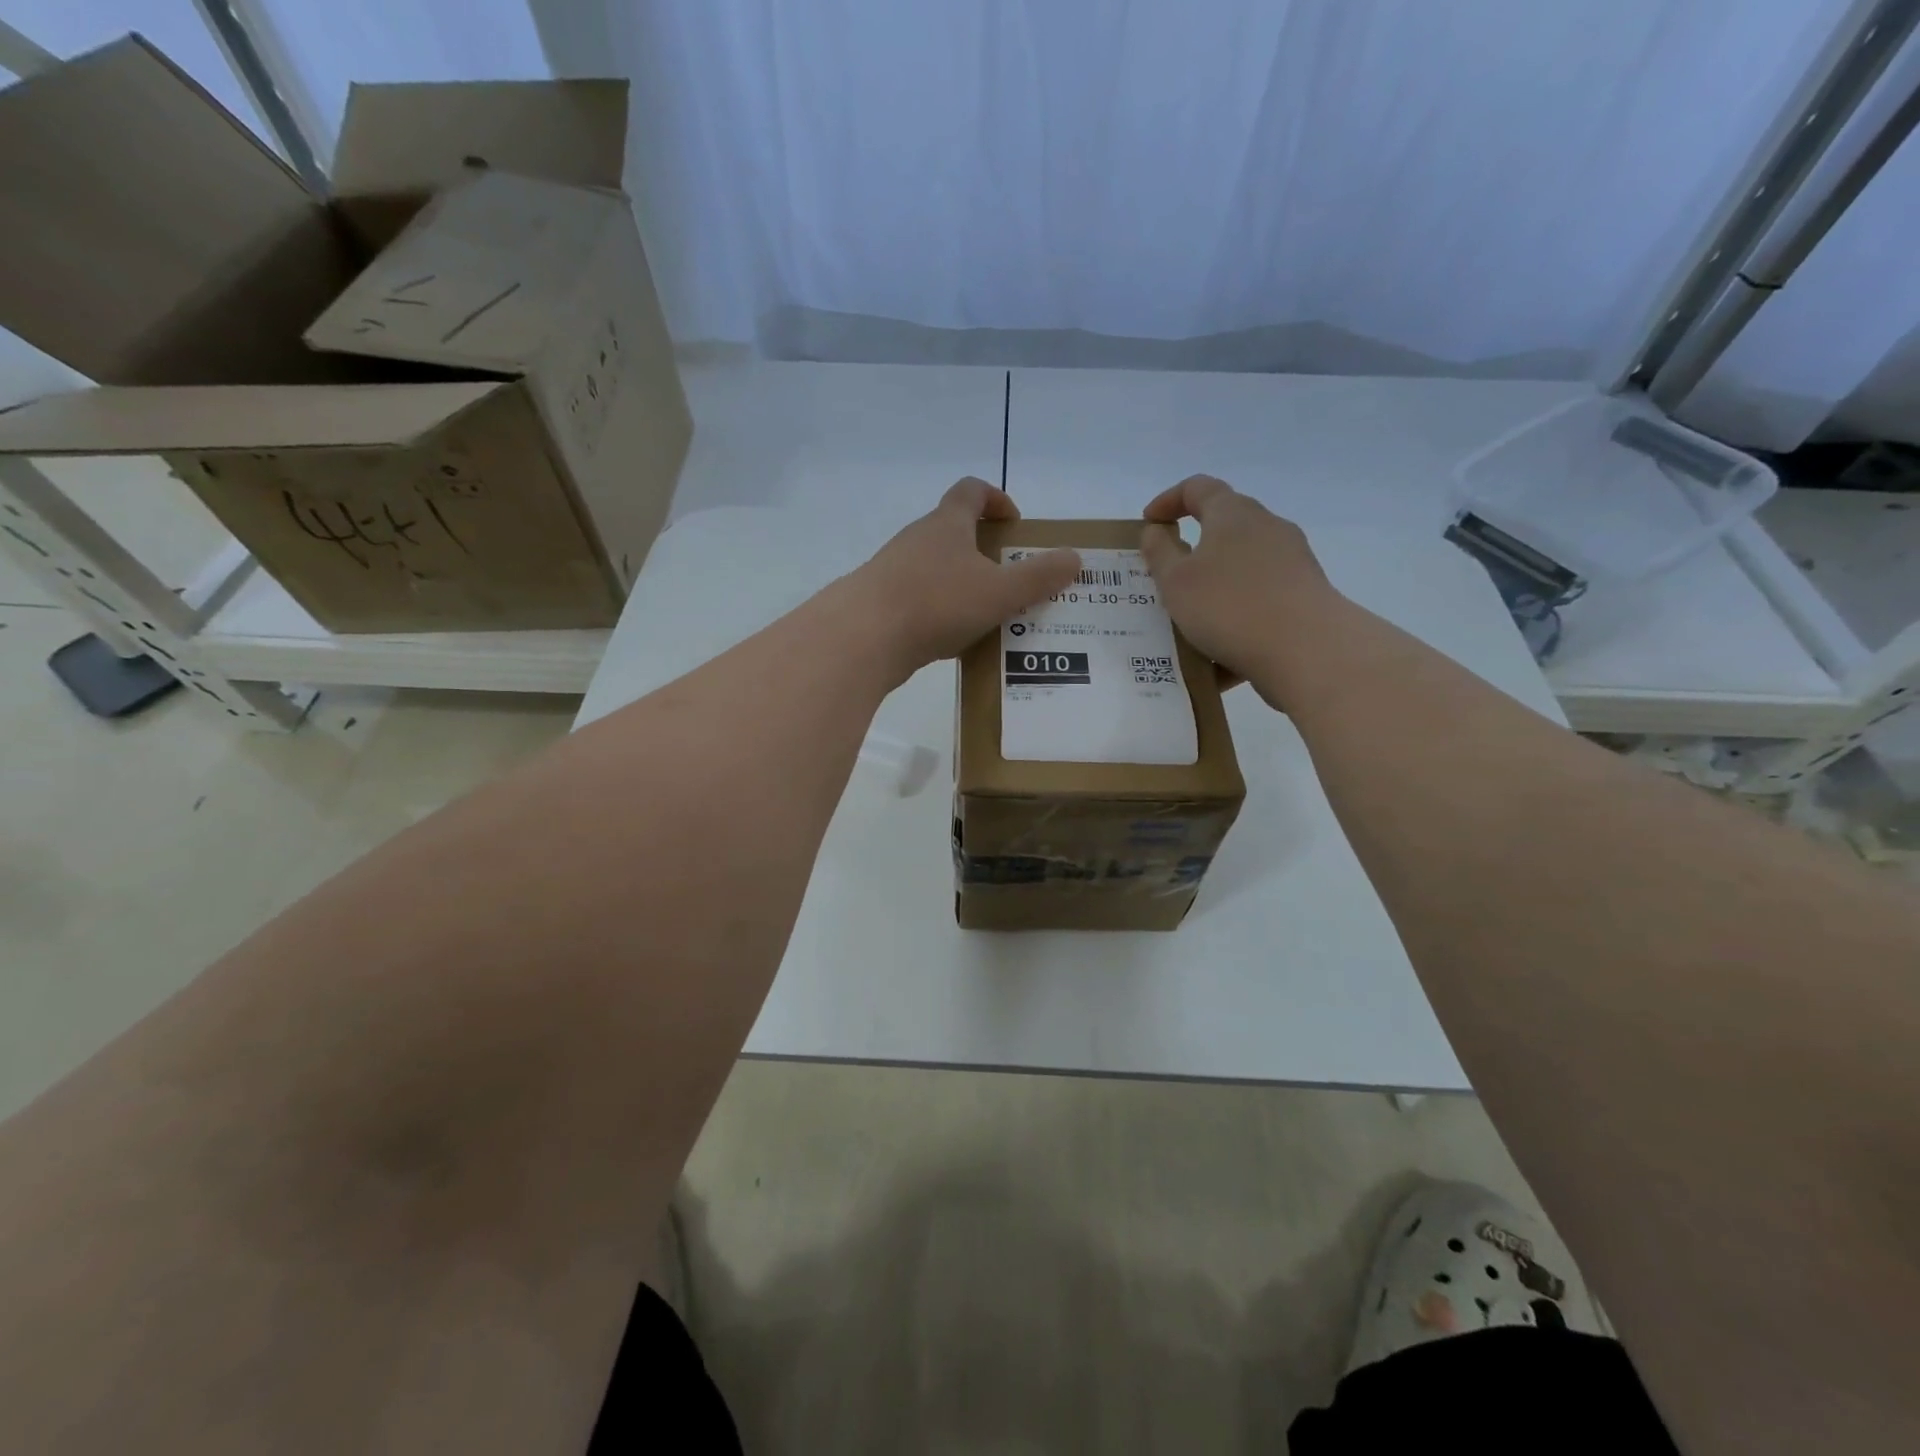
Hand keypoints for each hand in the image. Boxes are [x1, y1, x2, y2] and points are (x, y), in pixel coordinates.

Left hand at [846, 478, 1079, 682]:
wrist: (862, 638)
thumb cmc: (936, 603)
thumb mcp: (999, 591)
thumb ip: (1039, 576)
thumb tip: (1075, 557)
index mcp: (946, 524)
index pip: (971, 490)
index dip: (996, 499)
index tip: (1015, 523)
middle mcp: (917, 539)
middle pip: (953, 531)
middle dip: (984, 550)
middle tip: (1010, 578)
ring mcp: (893, 570)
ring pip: (936, 569)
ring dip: (962, 584)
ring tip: (988, 615)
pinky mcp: (881, 602)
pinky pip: (920, 599)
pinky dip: (940, 611)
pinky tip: (954, 639)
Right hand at [1139, 475, 1340, 706]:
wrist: (1307, 649)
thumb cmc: (1229, 606)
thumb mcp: (1176, 581)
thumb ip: (1159, 552)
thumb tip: (1156, 531)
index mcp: (1233, 514)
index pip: (1198, 488)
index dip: (1168, 500)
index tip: (1149, 524)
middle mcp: (1267, 527)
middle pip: (1225, 524)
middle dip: (1194, 545)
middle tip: (1168, 573)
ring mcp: (1292, 560)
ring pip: (1242, 564)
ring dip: (1215, 583)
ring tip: (1192, 617)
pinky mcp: (1305, 593)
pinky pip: (1260, 596)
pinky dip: (1237, 611)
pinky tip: (1223, 647)